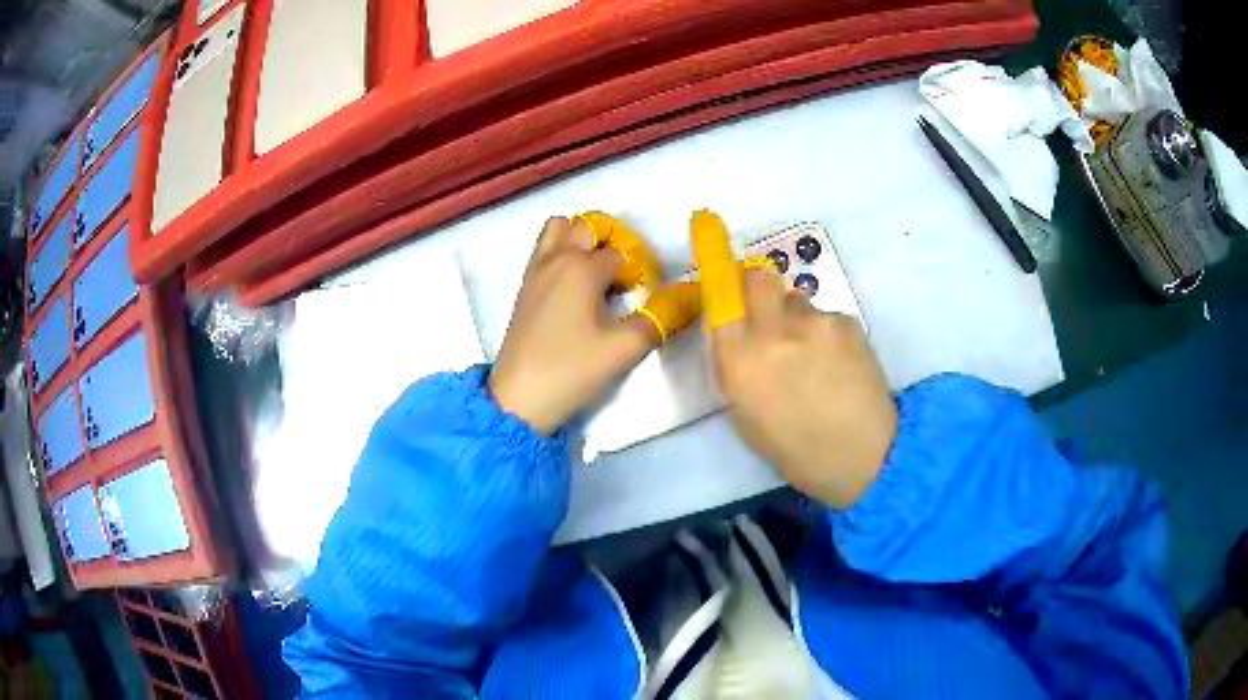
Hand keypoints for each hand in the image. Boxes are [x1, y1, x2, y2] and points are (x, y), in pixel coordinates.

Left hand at [490, 217, 659, 434]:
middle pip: (587, 227)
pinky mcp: (524, 289)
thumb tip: (686, 298)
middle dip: (612, 242)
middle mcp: (556, 259)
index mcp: (581, 267)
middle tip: (625, 276)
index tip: (647, 297)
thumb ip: (659, 319)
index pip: (622, 255)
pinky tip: (576, 288)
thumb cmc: (572, 370)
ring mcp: (535, 272)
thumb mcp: (624, 349)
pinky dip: (562, 253)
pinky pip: (544, 251)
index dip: (641, 272)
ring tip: (598, 273)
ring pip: (559, 230)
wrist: (519, 399)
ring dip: (581, 240)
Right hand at [691, 210, 897, 508]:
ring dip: (796, 317)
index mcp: (740, 360)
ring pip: (796, 300)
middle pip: (758, 276)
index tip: (705, 227)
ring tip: (814, 357)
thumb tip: (738, 333)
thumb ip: (736, 367)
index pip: (718, 294)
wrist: (865, 457)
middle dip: (756, 285)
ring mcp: (814, 322)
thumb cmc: (796, 451)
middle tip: (767, 313)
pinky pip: (825, 315)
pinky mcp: (847, 323)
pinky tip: (838, 364)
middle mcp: (773, 331)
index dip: (714, 263)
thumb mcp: (746, 417)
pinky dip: (825, 332)